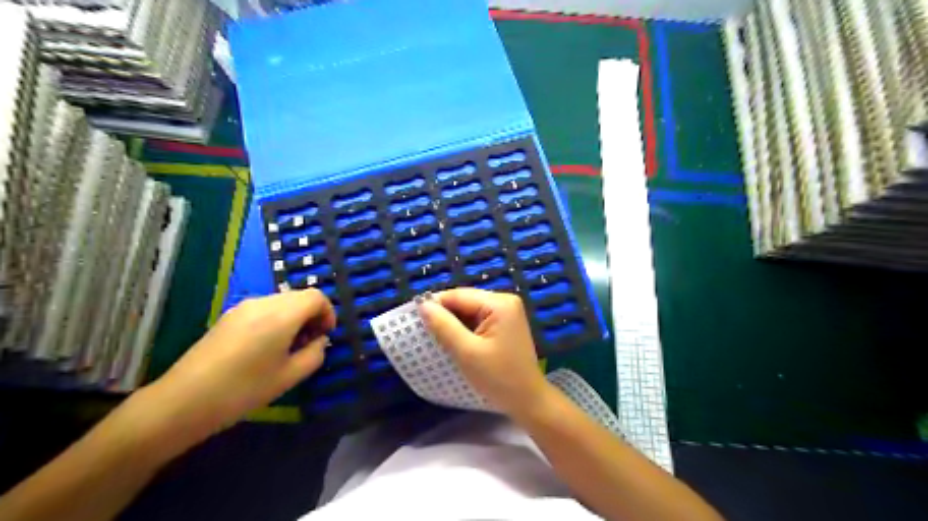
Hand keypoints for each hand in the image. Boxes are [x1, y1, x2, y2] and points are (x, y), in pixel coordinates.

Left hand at [139, 289, 336, 451]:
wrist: (183, 401)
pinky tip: (266, 348)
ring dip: (294, 318)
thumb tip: (320, 341)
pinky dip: (276, 320)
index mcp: (282, 314)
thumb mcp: (290, 376)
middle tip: (309, 344)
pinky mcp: (229, 316)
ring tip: (288, 348)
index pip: (317, 297)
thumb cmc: (243, 390)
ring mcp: (243, 307)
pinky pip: (264, 309)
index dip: (328, 313)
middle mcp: (263, 303)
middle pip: (300, 297)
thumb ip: (315, 354)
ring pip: (282, 302)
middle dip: (312, 316)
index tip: (325, 337)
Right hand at [420, 287, 548, 416]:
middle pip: (465, 301)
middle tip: (424, 332)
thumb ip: (444, 326)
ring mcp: (507, 312)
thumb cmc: (498, 378)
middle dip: (445, 315)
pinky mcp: (505, 324)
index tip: (414, 319)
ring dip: (454, 323)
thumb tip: (423, 305)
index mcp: (499, 303)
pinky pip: (478, 320)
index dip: (435, 305)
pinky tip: (455, 341)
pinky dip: (464, 329)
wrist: (527, 400)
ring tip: (437, 338)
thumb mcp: (466, 352)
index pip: (459, 295)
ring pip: (470, 311)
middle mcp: (505, 301)